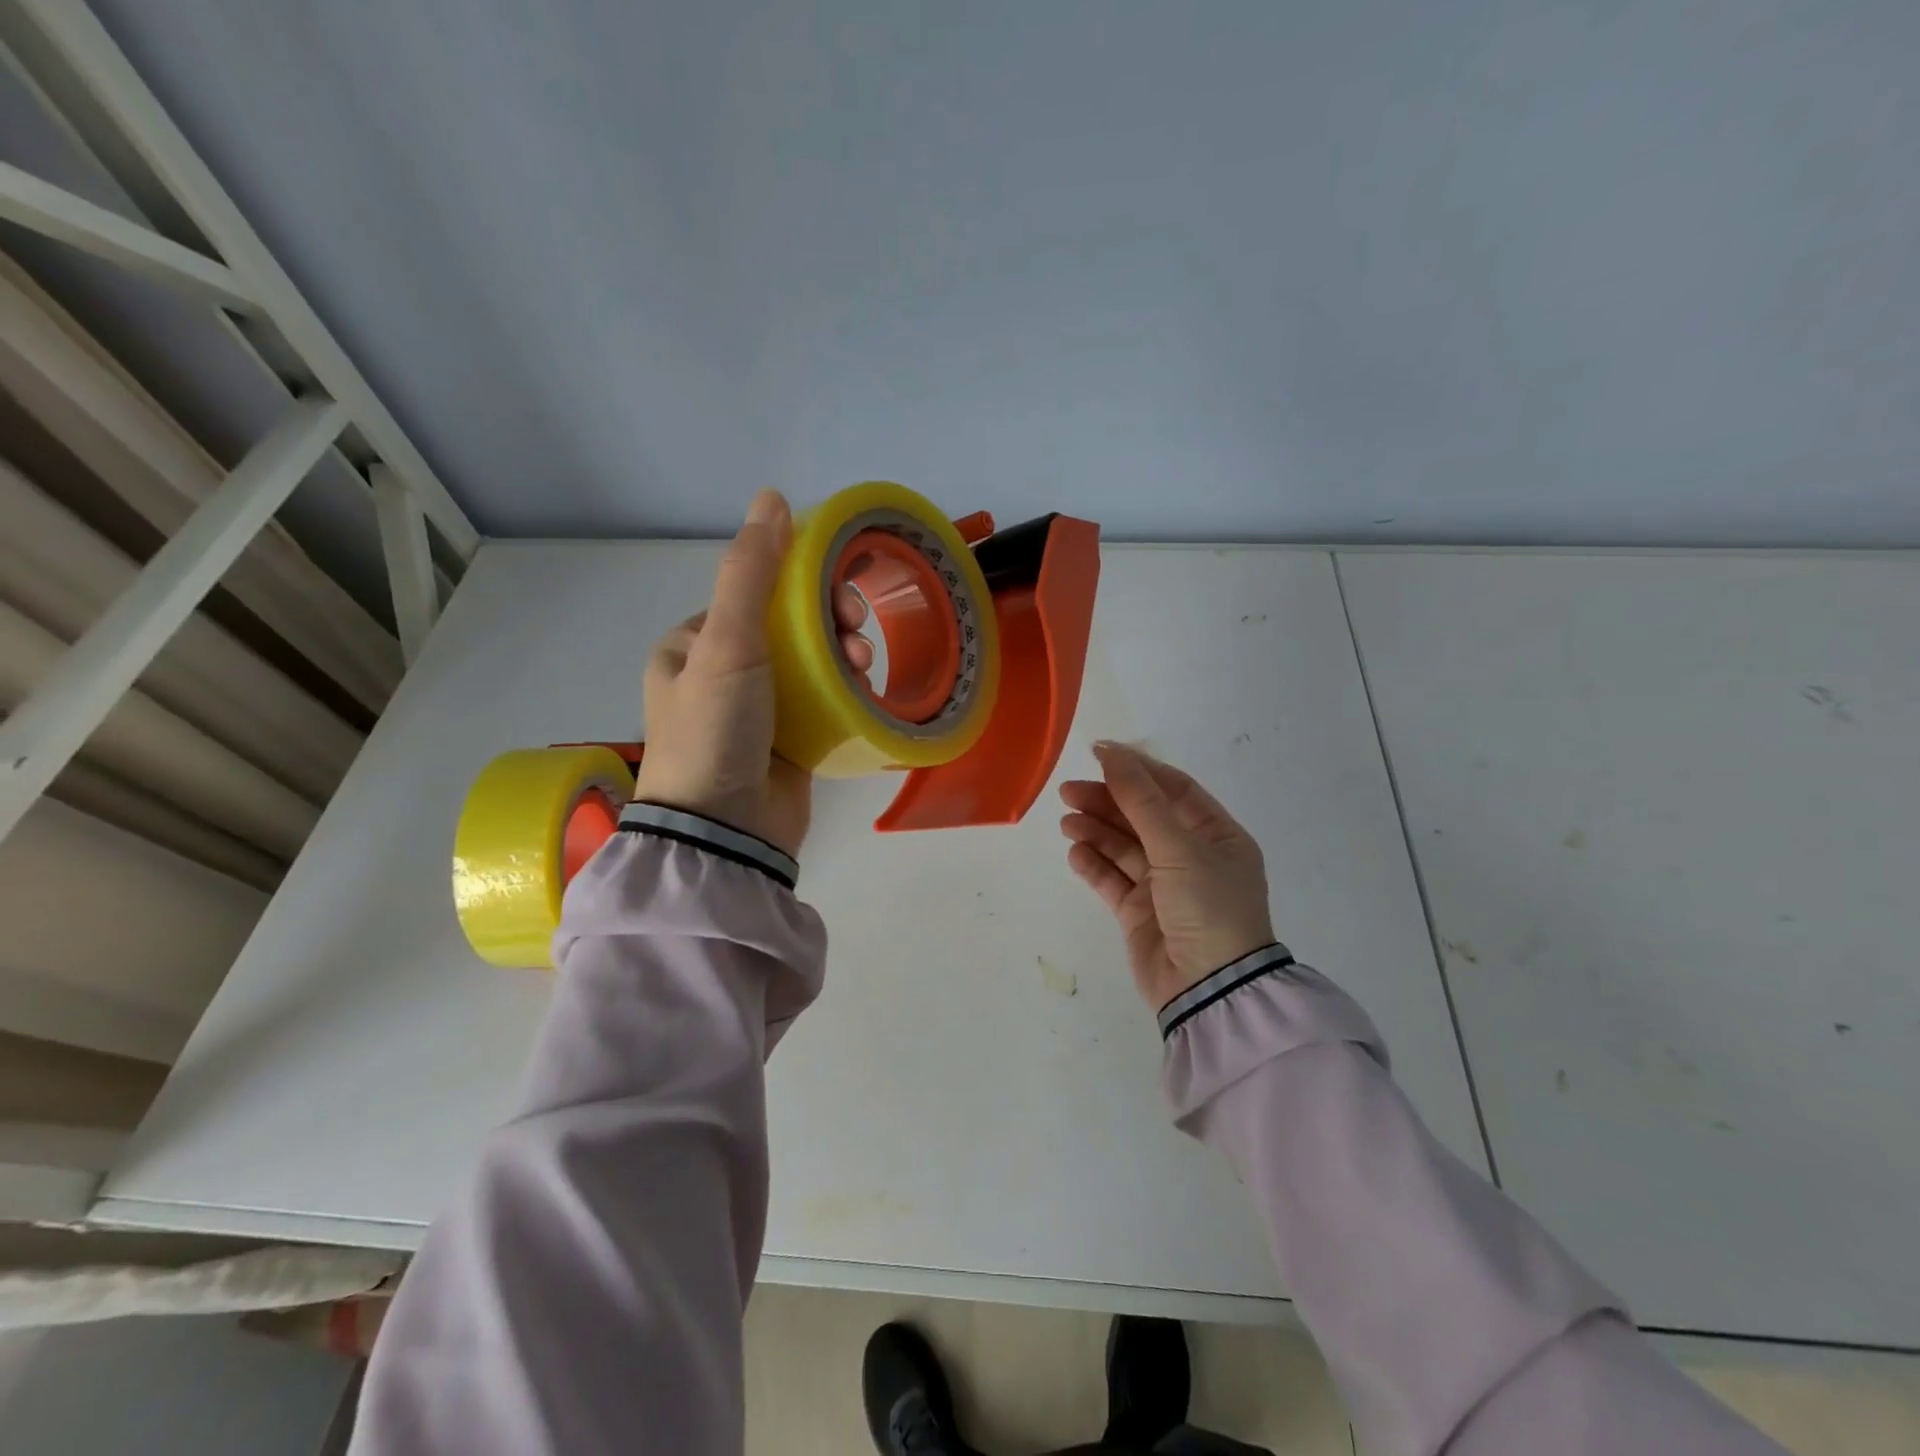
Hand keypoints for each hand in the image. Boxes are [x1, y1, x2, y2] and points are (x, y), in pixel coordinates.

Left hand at [634, 489, 871, 856]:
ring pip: (810, 664)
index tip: (836, 595)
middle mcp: (721, 674)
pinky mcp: (787, 743)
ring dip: (842, 655)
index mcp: (693, 645)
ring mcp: (756, 712)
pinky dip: (845, 691)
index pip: (755, 595)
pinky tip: (865, 690)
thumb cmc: (716, 728)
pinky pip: (822, 702)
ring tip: (863, 666)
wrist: (725, 830)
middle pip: (787, 628)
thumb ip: (751, 572)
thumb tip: (772, 497)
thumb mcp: (727, 642)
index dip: (800, 585)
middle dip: (828, 622)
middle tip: (856, 632)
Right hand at [1059, 743, 1275, 1010]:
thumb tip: (1112, 753)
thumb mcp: (1179, 847)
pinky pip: (1112, 879)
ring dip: (1095, 830)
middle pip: (1143, 816)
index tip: (1098, 755)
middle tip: (1068, 792)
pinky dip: (1093, 864)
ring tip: (1066, 821)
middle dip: (1107, 801)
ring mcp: (1164, 886)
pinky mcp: (1139, 912)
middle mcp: (1192, 856)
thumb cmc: (1207, 907)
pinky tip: (1075, 853)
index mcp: (1216, 835)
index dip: (1136, 769)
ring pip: (1123, 846)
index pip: (1173, 789)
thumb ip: (1141, 800)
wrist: (1210, 990)